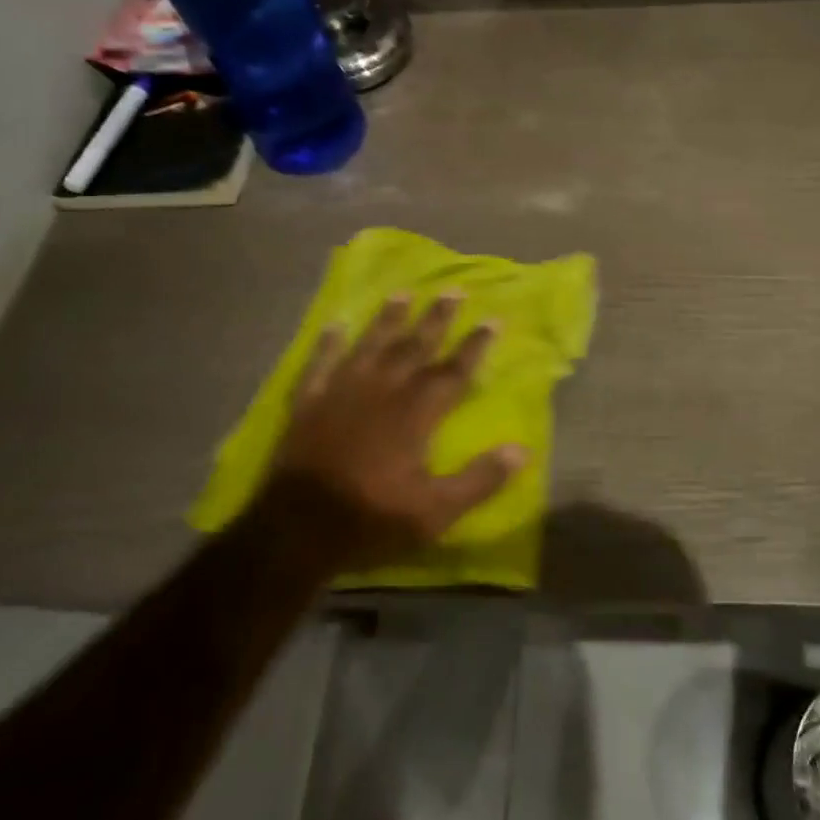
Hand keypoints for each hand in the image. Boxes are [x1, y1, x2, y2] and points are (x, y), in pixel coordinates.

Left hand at [258, 293, 526, 574]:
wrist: (297, 529)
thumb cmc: (372, 517)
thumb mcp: (435, 511)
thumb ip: (479, 480)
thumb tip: (521, 450)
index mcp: (416, 413)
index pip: (453, 371)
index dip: (475, 345)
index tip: (493, 319)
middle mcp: (382, 390)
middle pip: (414, 346)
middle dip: (437, 318)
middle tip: (454, 290)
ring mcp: (341, 392)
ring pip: (371, 345)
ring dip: (389, 318)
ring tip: (402, 293)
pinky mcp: (308, 402)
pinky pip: (319, 363)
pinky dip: (327, 343)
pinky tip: (334, 323)